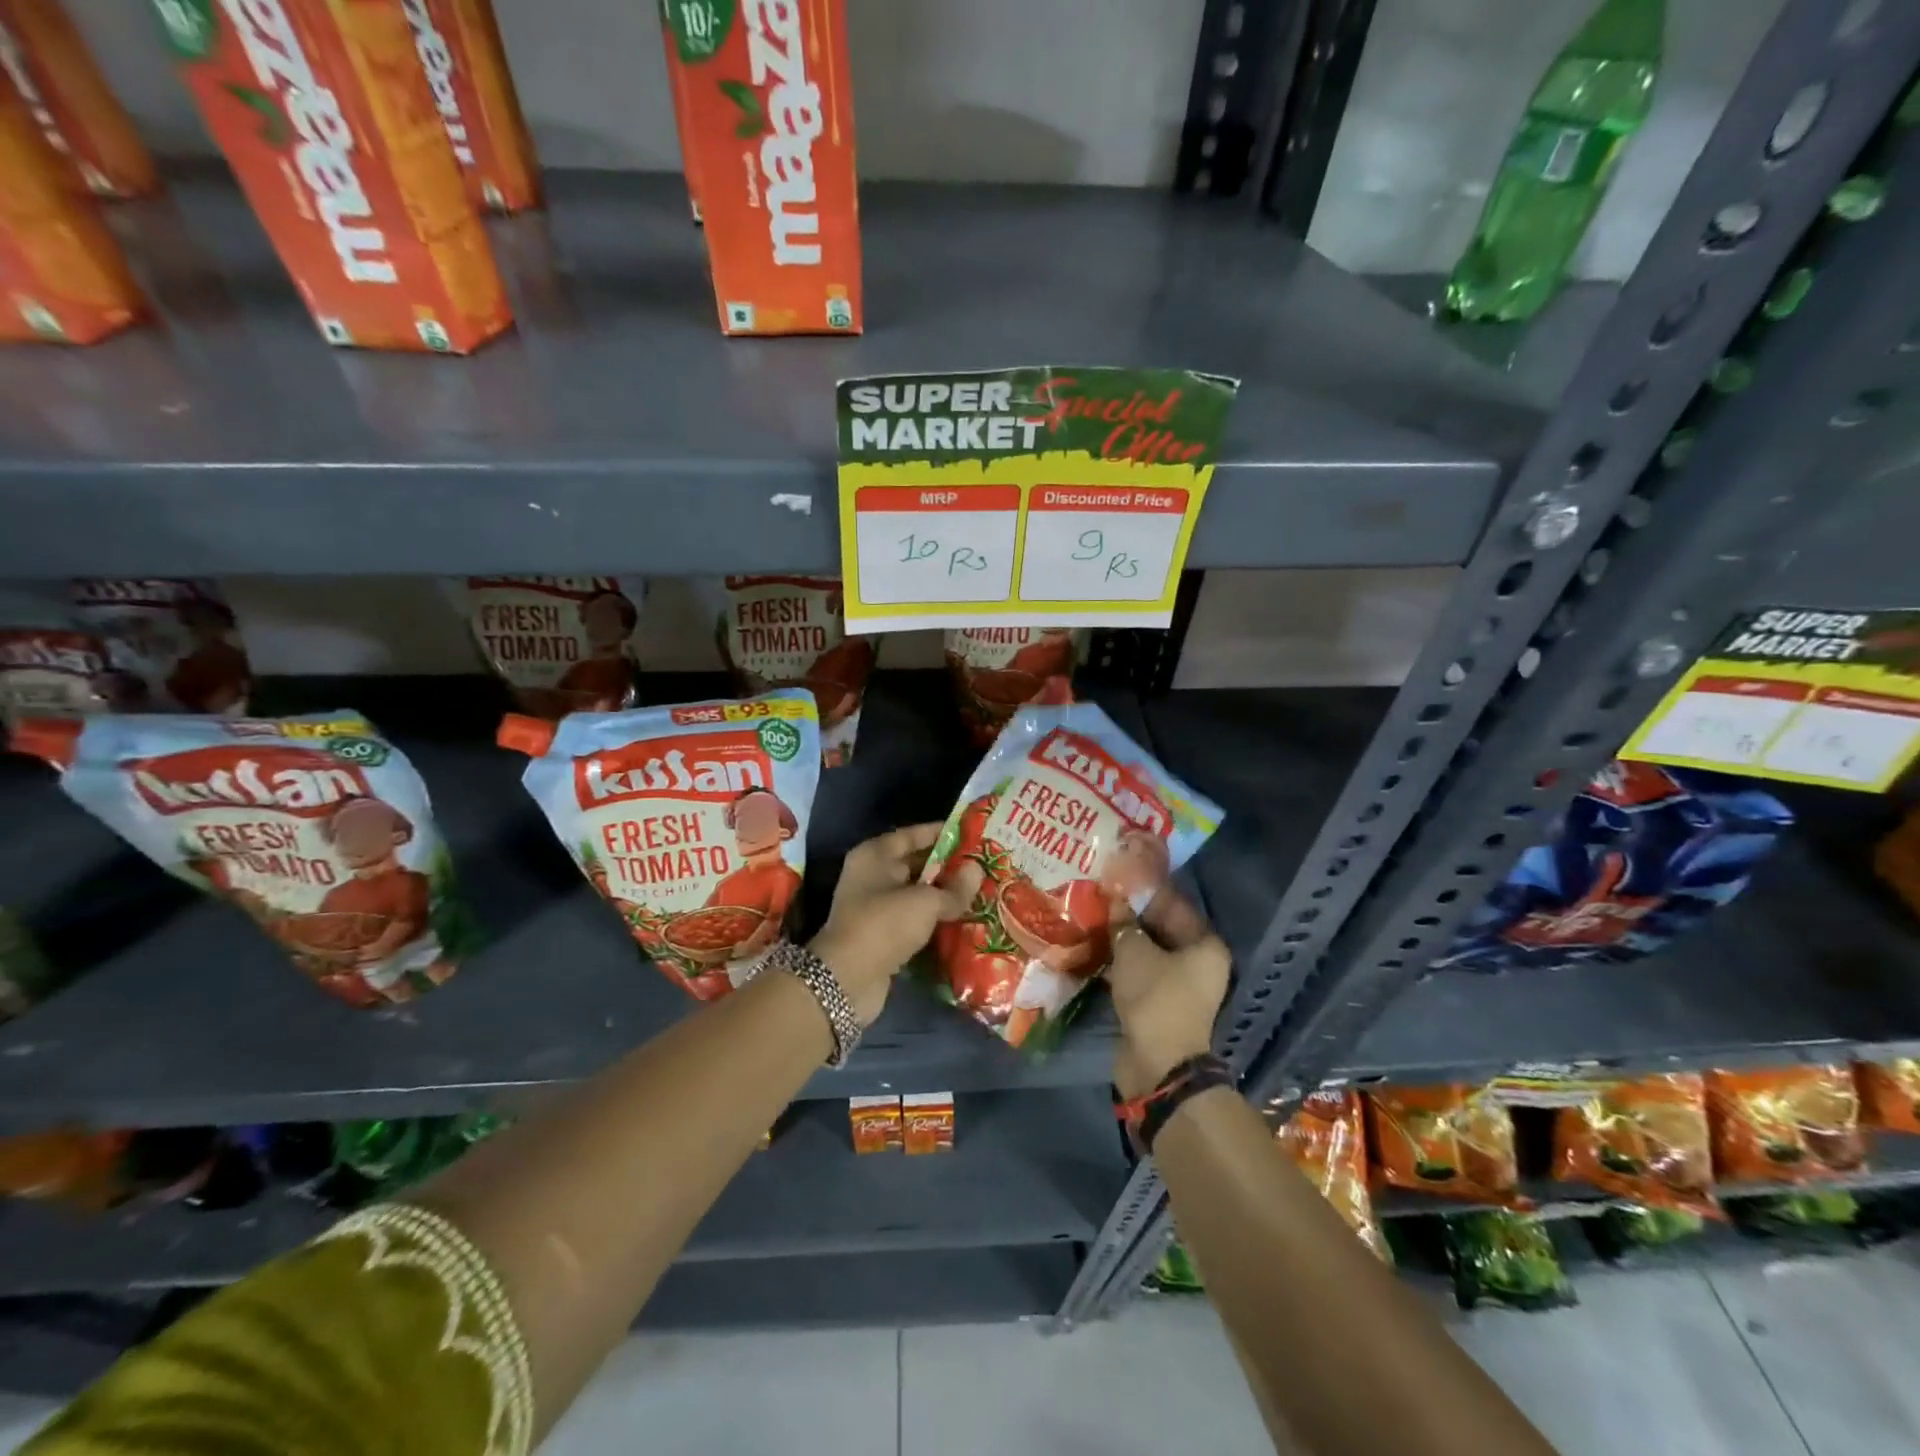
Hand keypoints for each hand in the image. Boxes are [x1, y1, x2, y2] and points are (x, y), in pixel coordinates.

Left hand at [810, 824, 968, 1024]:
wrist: (848, 980)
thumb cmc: (884, 925)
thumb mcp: (925, 902)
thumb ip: (954, 888)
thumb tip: (977, 870)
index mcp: (875, 856)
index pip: (911, 835)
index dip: (940, 833)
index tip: (970, 834)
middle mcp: (872, 876)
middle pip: (915, 864)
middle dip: (947, 866)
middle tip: (982, 865)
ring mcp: (875, 907)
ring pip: (916, 894)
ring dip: (943, 895)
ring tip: (979, 892)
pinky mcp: (882, 935)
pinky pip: (914, 919)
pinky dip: (934, 919)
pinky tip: (962, 920)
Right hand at [1106, 889, 1231, 1098]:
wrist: (1158, 1063)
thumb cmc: (1155, 996)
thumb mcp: (1133, 951)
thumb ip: (1123, 923)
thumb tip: (1114, 900)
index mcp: (1206, 945)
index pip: (1175, 905)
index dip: (1146, 891)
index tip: (1119, 877)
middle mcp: (1201, 964)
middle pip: (1163, 929)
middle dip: (1133, 916)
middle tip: (1103, 896)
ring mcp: (1182, 987)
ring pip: (1150, 953)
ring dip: (1126, 940)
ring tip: (1097, 919)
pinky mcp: (1162, 1004)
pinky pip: (1142, 973)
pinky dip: (1124, 963)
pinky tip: (1099, 950)